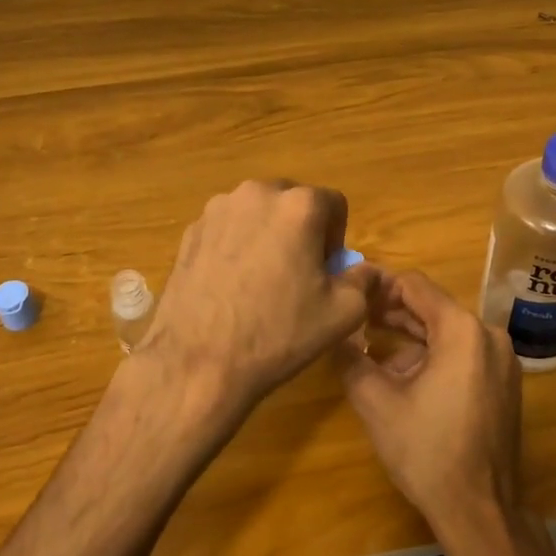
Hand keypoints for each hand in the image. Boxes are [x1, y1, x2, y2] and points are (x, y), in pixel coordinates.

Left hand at [142, 179, 377, 426]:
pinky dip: (236, 246)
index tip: (326, 271)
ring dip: (267, 235)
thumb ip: (363, 280)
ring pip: (257, 213)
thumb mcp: (343, 313)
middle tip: (297, 274)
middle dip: (301, 231)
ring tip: (260, 281)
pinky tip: (231, 286)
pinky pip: (227, 229)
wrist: (199, 362)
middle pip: (292, 202)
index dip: (336, 238)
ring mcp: (217, 209)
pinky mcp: (190, 231)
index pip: (334, 204)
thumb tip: (365, 270)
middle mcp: (256, 193)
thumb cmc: (279, 333)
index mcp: (298, 206)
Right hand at [335, 268, 523, 537]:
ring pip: (447, 331)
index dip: (379, 287)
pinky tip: (401, 373)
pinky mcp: (503, 382)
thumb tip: (334, 333)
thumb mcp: (375, 402)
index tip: (351, 299)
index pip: (415, 285)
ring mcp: (501, 360)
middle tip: (355, 321)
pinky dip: (432, 354)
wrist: (479, 509)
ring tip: (370, 345)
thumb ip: (351, 358)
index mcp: (462, 331)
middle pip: (433, 307)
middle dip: (392, 312)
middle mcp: (489, 335)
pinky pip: (463, 353)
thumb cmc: (426, 451)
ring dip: (410, 336)